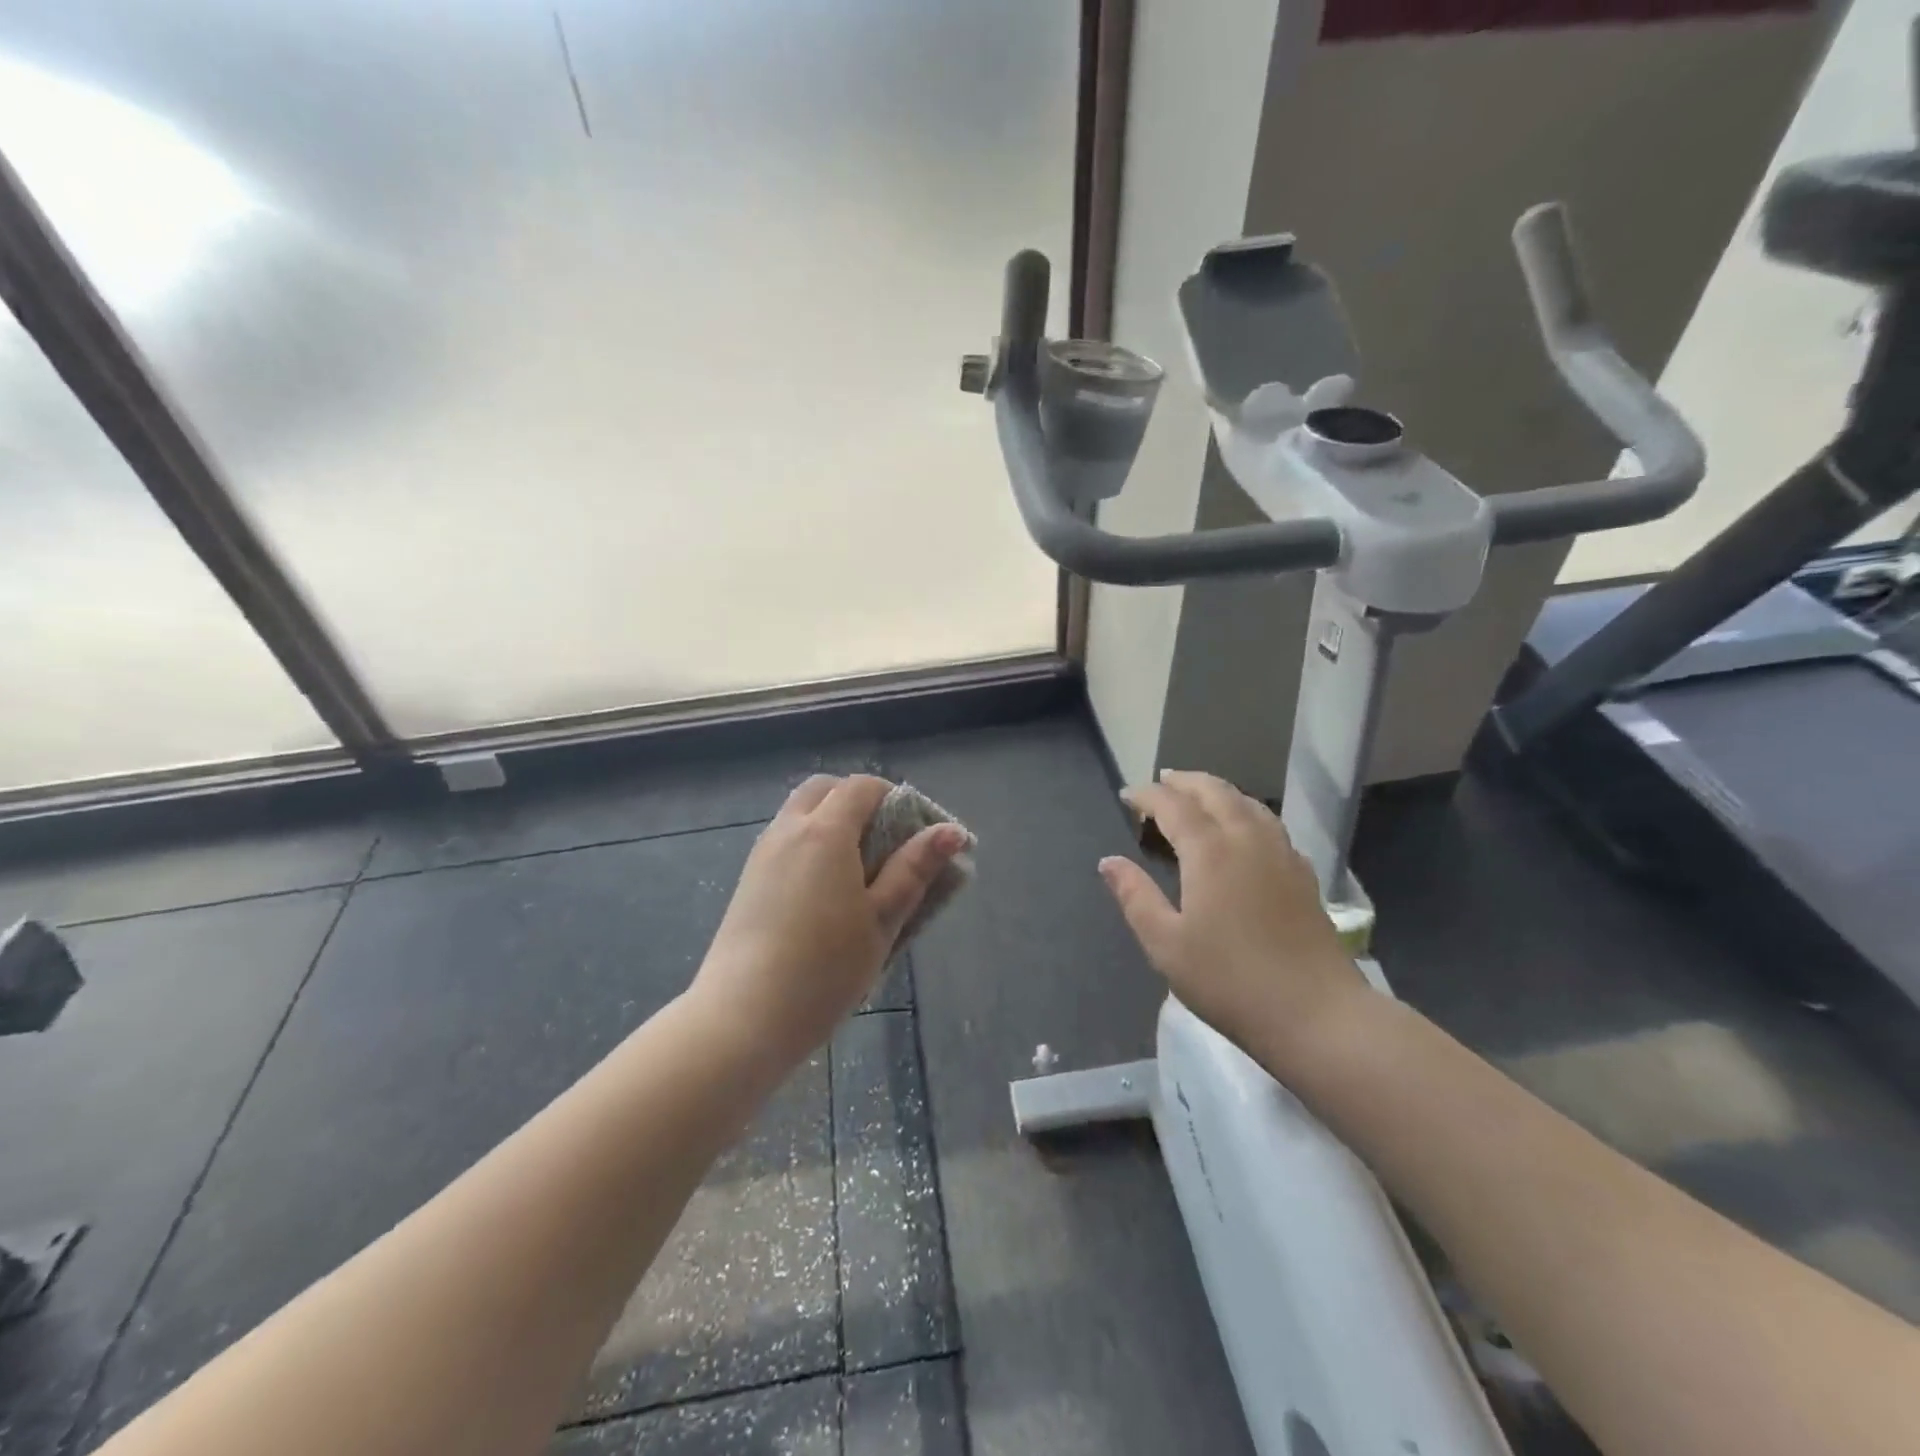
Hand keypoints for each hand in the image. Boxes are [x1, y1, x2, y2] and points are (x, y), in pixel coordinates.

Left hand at [693, 774, 966, 1066]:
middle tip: (886, 844)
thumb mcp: (883, 919)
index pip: (861, 787)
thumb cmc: (825, 968)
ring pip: (800, 815)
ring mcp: (762, 854)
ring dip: (832, 823)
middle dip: (858, 802)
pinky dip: (810, 845)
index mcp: (824, 832)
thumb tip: (951, 830)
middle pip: (825, 789)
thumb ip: (914, 869)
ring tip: (859, 873)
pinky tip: (825, 894)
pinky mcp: (748, 881)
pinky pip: (785, 841)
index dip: (895, 799)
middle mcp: (788, 830)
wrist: (742, 1018)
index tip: (917, 833)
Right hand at [1098, 770, 1369, 1072]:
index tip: (1126, 796)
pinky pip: (1269, 824)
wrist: (1316, 1014)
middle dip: (1184, 782)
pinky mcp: (1303, 874)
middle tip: (1160, 783)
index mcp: (1210, 851)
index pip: (1173, 805)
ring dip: (1217, 791)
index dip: (1147, 795)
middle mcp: (1247, 839)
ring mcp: (1282, 854)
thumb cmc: (1229, 980)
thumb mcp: (1166, 944)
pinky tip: (1243, 831)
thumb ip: (1135, 896)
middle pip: (1215, 792)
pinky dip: (1245, 812)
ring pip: (1248, 803)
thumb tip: (1108, 861)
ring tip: (1197, 796)